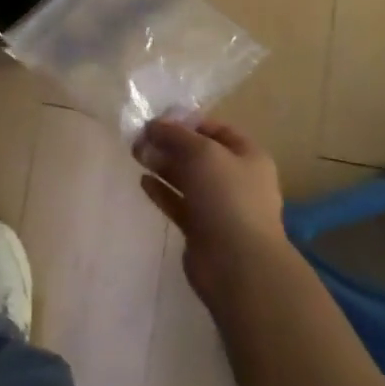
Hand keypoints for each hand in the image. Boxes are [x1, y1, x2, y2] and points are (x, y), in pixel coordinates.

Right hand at [135, 119, 287, 303]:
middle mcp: (236, 179)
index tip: (157, 121)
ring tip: (136, 155)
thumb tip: (153, 125)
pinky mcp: (202, 230)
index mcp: (247, 156)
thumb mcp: (202, 152)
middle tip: (138, 138)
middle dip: (169, 144)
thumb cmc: (227, 197)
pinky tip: (143, 182)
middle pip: (199, 154)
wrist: (238, 265)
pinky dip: (162, 191)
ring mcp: (219, 206)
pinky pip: (179, 203)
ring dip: (162, 165)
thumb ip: (175, 135)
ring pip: (187, 179)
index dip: (188, 122)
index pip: (216, 129)